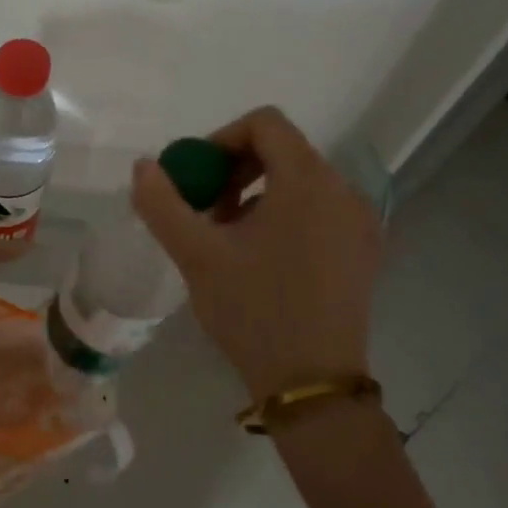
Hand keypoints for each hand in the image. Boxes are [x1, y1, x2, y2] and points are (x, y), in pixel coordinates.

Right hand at [131, 106, 382, 401]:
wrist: (311, 383)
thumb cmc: (253, 310)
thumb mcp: (196, 254)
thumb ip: (162, 203)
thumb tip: (144, 166)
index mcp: (308, 181)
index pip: (265, 123)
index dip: (221, 139)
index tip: (197, 179)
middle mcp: (343, 191)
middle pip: (283, 151)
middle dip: (236, 171)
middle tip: (206, 211)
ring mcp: (359, 223)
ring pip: (300, 182)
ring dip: (257, 195)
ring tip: (228, 239)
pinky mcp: (364, 251)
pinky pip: (319, 210)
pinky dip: (284, 216)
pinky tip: (261, 259)